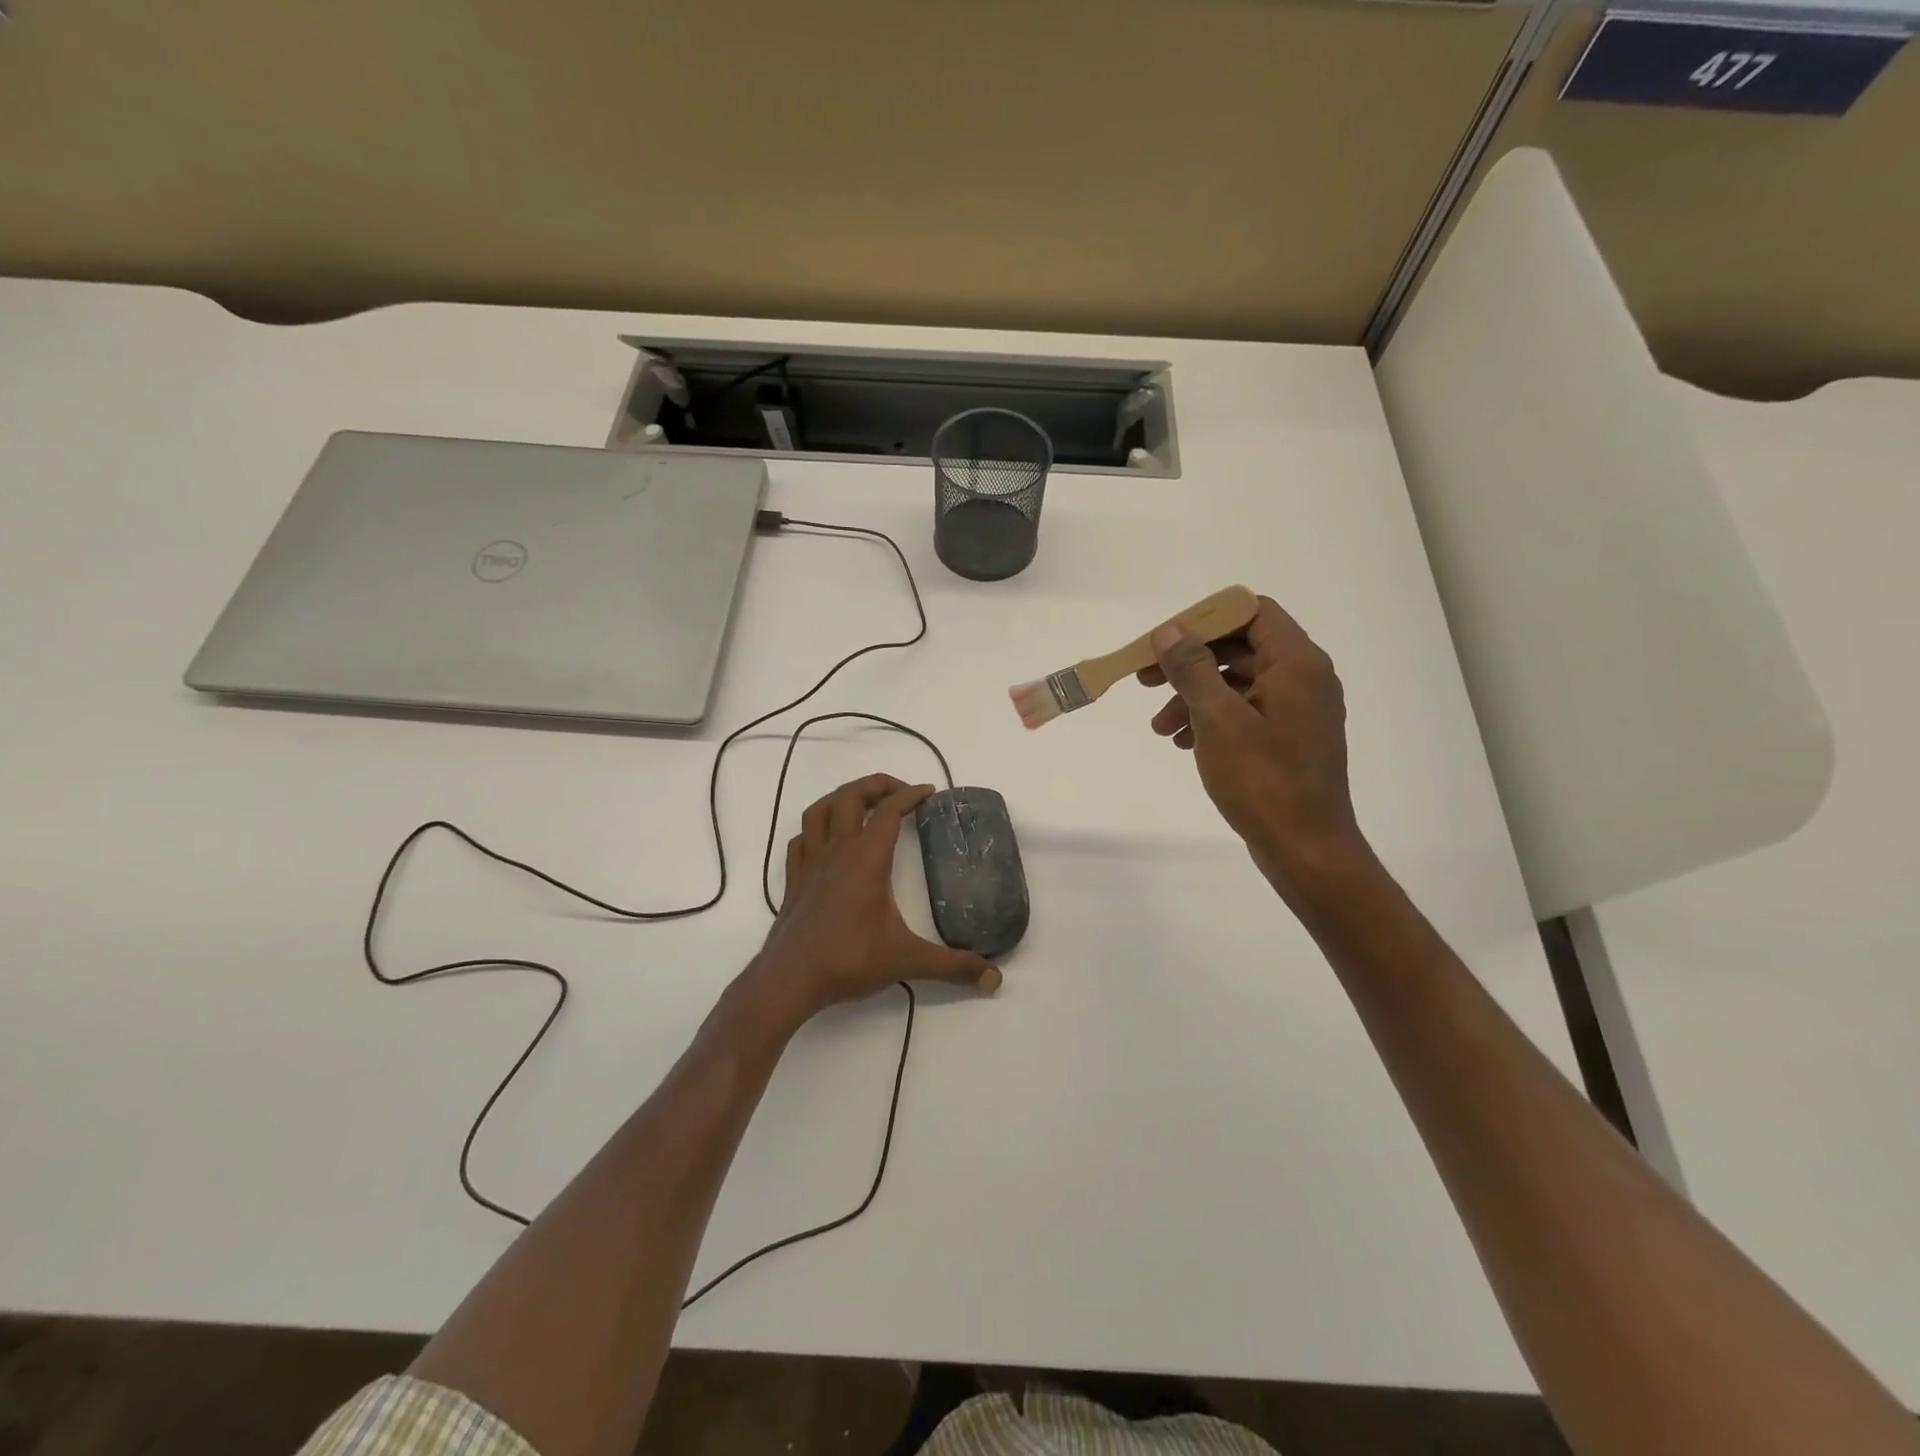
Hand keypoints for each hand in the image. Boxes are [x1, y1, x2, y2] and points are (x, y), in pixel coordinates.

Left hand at [749, 774, 1000, 1025]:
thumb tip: (994, 979)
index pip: (889, 811)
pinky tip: (825, 841)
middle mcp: (837, 851)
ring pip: (819, 811)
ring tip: (862, 804)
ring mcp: (810, 864)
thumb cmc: (848, 961)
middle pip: (850, 797)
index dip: (910, 795)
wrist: (789, 980)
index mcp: (867, 859)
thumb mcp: (907, 961)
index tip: (929, 792)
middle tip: (899, 792)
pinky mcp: (793, 881)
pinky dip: (814, 830)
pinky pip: (800, 840)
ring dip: (841, 798)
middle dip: (875, 785)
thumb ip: (953, 966)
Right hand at [1138, 595, 1370, 894]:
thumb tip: (1170, 631)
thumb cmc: (1263, 780)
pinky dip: (1211, 720)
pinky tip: (1183, 743)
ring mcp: (1297, 710)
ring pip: (1237, 684)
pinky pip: (1245, 712)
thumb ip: (1192, 669)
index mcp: (1297, 663)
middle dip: (1189, 663)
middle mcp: (1303, 678)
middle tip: (1145, 680)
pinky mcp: (1288, 739)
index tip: (1164, 640)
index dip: (1205, 619)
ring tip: (1160, 728)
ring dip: (1193, 697)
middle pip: (1239, 648)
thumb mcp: (1218, 718)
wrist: (1305, 849)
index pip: (1251, 612)